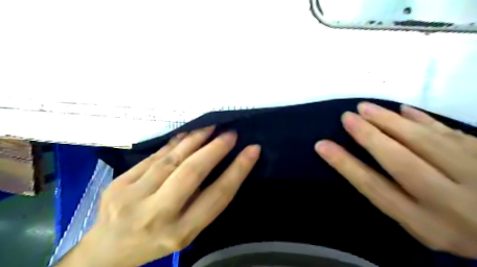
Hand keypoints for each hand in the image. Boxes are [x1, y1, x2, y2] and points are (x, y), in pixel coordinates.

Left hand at [60, 127, 261, 266]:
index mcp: (181, 232)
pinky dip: (174, 144)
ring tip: (210, 127)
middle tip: (231, 133)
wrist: (107, 251)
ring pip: (171, 159)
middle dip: (215, 149)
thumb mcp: (186, 232)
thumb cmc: (156, 242)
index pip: (217, 196)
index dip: (238, 170)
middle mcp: (157, 215)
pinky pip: (154, 157)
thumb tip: (218, 163)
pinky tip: (187, 135)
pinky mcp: (118, 183)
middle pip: (192, 172)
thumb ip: (201, 201)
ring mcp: (133, 197)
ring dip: (195, 140)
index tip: (252, 150)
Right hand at [316, 102, 476, 258]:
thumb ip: (391, 197)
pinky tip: (404, 109)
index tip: (322, 145)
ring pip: (424, 140)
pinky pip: (449, 131)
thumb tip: (356, 163)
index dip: (345, 165)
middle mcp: (450, 200)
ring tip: (365, 108)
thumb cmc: (454, 227)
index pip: (375, 188)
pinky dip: (423, 118)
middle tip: (347, 117)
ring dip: (390, 121)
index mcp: (425, 222)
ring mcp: (476, 174)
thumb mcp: (419, 225)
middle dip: (369, 136)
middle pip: (399, 161)